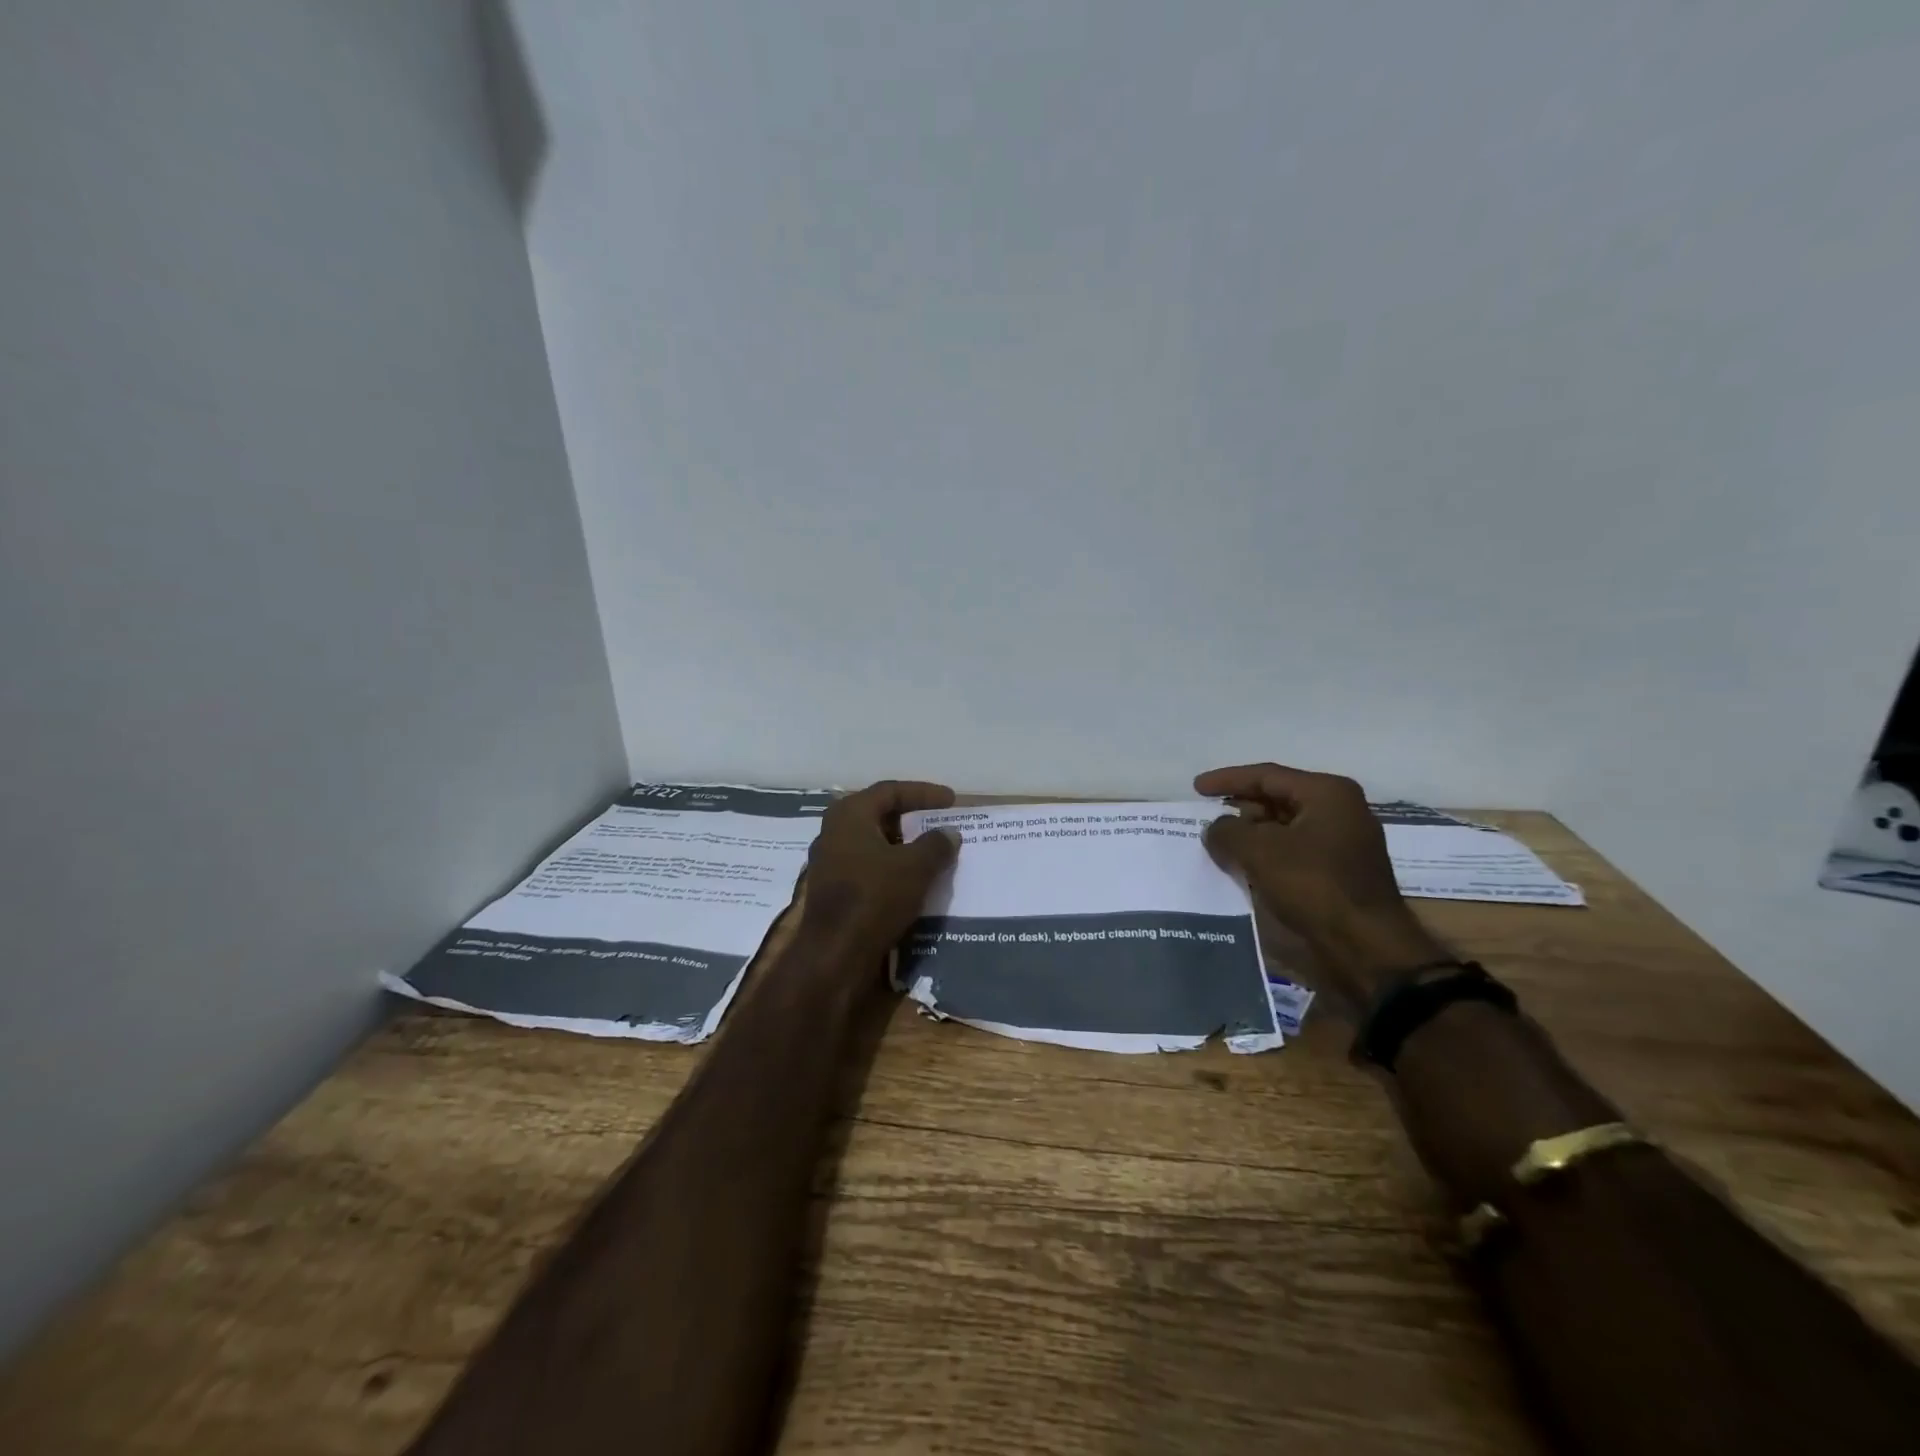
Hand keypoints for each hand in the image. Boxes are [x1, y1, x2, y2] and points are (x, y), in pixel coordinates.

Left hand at [800, 780, 959, 957]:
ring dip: (901, 846)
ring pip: (872, 843)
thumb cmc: (875, 897)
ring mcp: (829, 861)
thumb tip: (949, 832)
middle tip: (938, 822)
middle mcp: (834, 831)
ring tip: (930, 852)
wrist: (835, 953)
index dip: (923, 792)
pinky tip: (910, 880)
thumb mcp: (916, 867)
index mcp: (850, 814)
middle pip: (878, 814)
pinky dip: (890, 868)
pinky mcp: (832, 889)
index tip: (951, 800)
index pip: (890, 791)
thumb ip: (936, 844)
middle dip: (910, 818)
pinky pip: (867, 867)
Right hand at [1196, 762, 1445, 1011]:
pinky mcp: (1339, 873)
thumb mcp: (1258, 851)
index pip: (1267, 775)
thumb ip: (1226, 831)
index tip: (1196, 787)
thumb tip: (1216, 828)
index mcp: (1327, 793)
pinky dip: (1267, 855)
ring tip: (1218, 843)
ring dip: (1252, 834)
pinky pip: (1293, 852)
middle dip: (1241, 807)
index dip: (1227, 779)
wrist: (1365, 947)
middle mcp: (1340, 811)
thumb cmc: (1313, 885)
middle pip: (1278, 799)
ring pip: (1285, 828)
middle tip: (1207, 815)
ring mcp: (1343, 843)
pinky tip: (1242, 867)